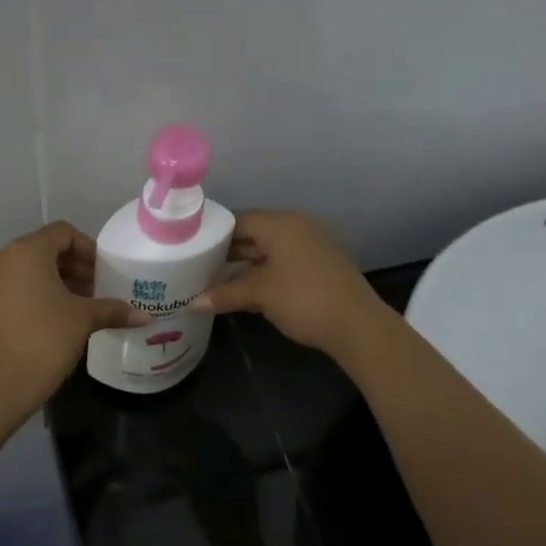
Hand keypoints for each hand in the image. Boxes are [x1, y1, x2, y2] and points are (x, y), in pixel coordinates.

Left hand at [0, 223, 148, 416]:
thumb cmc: (44, 341)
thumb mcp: (83, 320)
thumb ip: (113, 310)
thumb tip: (146, 316)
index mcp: (26, 252)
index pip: (64, 233)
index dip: (89, 249)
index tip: (106, 272)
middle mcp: (5, 258)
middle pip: (48, 248)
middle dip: (77, 266)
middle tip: (101, 289)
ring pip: (34, 268)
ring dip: (62, 280)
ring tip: (87, 305)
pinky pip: (21, 284)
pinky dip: (43, 291)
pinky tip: (64, 316)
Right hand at [191, 210, 387, 358]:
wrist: (356, 325)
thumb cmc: (303, 298)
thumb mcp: (260, 294)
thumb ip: (225, 294)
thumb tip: (192, 302)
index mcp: (281, 224)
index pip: (238, 220)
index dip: (213, 232)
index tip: (189, 246)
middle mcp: (296, 229)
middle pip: (252, 235)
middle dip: (226, 252)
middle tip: (195, 265)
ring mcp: (309, 249)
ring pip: (266, 252)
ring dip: (242, 267)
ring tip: (211, 280)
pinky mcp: (316, 269)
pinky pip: (280, 265)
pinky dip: (260, 275)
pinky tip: (241, 292)